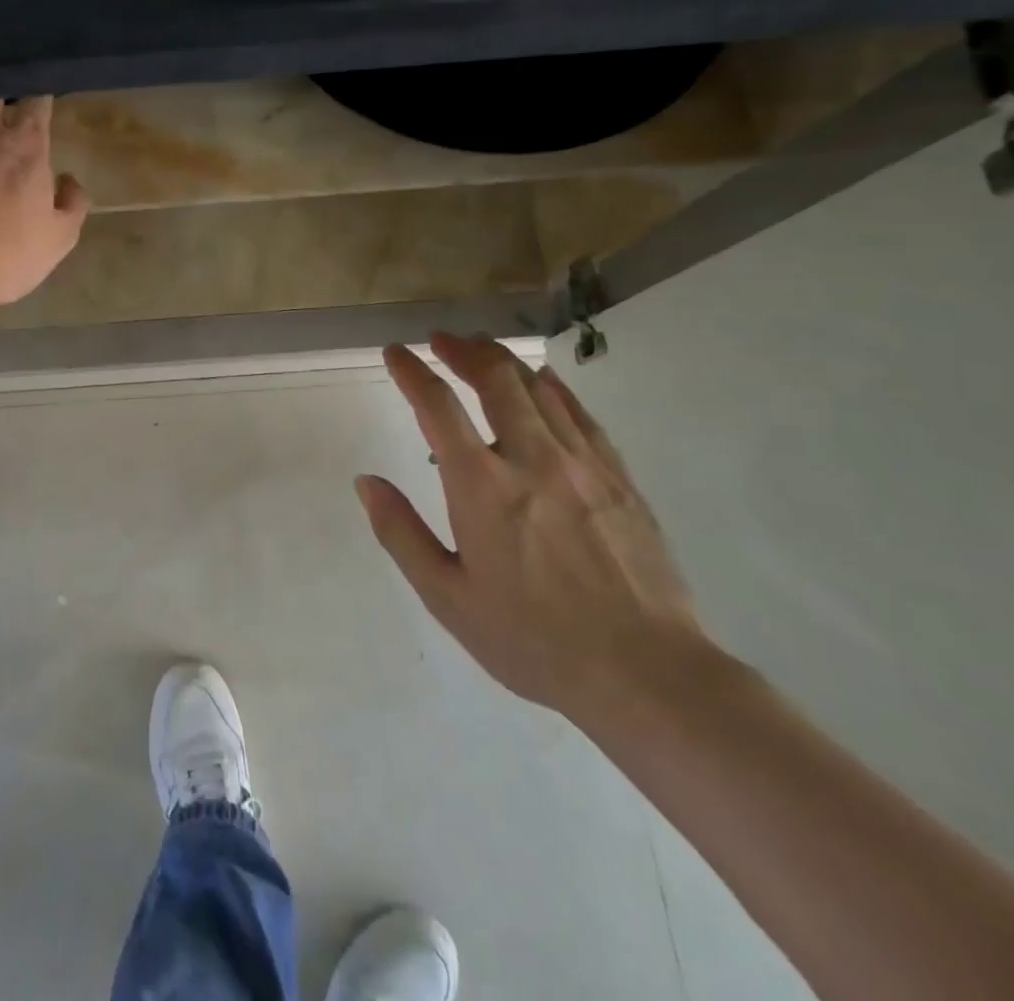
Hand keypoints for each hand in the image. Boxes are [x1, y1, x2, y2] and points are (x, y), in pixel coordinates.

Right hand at [356, 334, 708, 718]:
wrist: (647, 673)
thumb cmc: (533, 640)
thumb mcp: (448, 597)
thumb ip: (401, 533)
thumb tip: (366, 482)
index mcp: (481, 486)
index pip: (437, 406)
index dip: (411, 371)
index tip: (395, 352)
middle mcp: (530, 459)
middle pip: (494, 380)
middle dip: (462, 351)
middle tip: (441, 339)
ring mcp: (581, 463)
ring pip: (538, 388)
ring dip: (503, 361)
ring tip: (481, 349)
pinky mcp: (619, 477)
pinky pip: (580, 413)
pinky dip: (554, 387)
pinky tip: (544, 380)